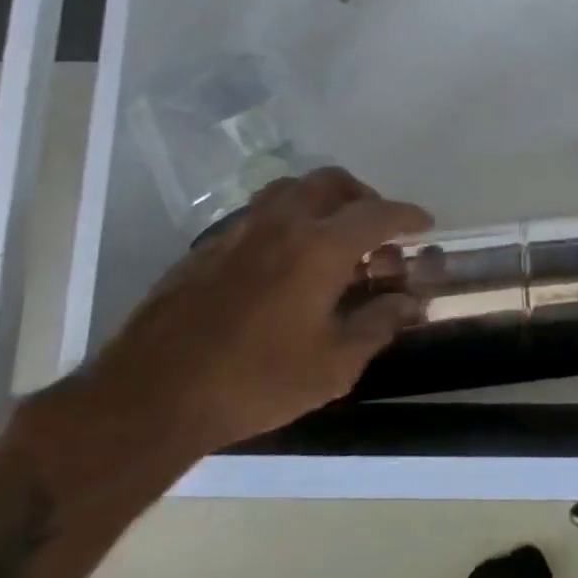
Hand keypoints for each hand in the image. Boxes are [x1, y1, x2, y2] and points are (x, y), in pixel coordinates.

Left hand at [80, 167, 430, 455]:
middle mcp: (282, 223)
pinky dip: (287, 220)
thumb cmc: (256, 381)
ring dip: (322, 200)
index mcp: (320, 247)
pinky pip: (259, 214)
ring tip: (333, 237)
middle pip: (331, 182)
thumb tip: (409, 302)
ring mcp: (239, 231)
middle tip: (377, 228)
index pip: (378, 214)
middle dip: (363, 197)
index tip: (424, 223)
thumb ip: (379, 325)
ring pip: (290, 189)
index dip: (407, 215)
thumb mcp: (334, 364)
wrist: (153, 395)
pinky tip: (286, 262)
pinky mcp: (208, 247)